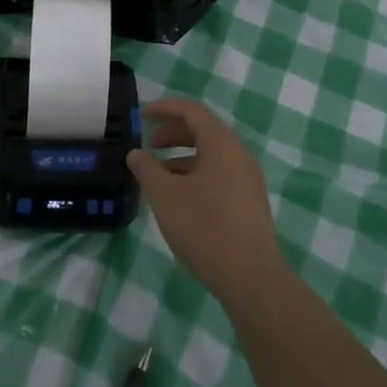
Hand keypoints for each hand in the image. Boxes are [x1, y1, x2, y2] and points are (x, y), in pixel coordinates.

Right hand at [128, 97, 281, 302]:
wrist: (250, 277)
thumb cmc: (204, 228)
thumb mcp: (164, 195)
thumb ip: (146, 169)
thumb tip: (136, 154)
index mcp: (222, 145)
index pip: (192, 111)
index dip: (164, 108)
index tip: (141, 116)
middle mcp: (240, 155)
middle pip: (204, 131)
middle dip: (173, 134)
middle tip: (149, 147)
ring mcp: (249, 179)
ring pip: (212, 155)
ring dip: (183, 157)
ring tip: (159, 177)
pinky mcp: (250, 202)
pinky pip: (220, 174)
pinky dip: (197, 174)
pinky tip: (181, 198)